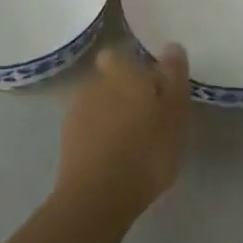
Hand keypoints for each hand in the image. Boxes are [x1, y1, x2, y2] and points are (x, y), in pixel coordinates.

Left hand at [56, 44, 190, 216]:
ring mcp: (76, 111)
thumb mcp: (174, 113)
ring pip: (98, 103)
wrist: (97, 196)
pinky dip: (101, 136)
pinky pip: (89, 128)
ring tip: (134, 140)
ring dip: (113, 114)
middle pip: (110, 78)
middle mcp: (94, 82)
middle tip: (149, 116)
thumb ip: (174, 77)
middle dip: (125, 91)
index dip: (135, 66)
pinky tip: (116, 157)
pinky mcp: (67, 141)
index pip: (120, 54)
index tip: (153, 86)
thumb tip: (172, 46)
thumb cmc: (146, 150)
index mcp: (121, 70)